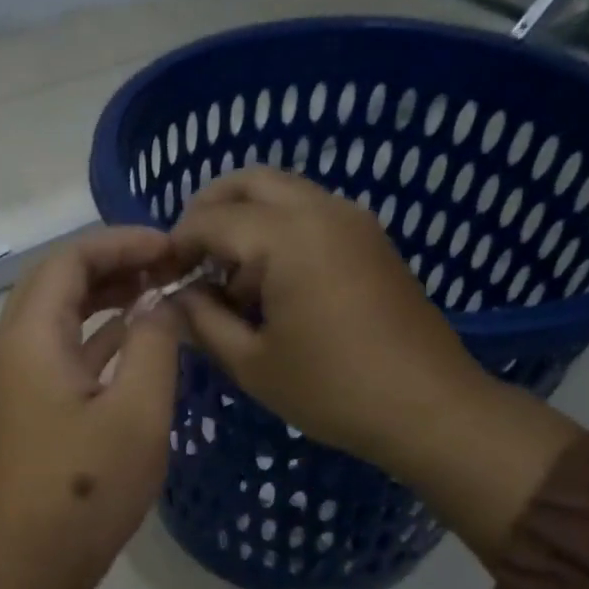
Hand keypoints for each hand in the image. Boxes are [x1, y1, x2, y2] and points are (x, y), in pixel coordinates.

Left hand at [0, 228, 184, 588]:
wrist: (31, 565)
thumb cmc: (87, 488)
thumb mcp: (137, 411)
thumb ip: (153, 344)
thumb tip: (160, 304)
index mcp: (30, 339)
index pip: (68, 260)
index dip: (121, 242)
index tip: (173, 247)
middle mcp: (12, 351)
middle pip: (56, 282)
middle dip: (113, 263)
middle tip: (168, 265)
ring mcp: (16, 383)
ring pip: (58, 318)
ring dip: (104, 298)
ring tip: (159, 291)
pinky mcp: (28, 411)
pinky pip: (61, 353)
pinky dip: (97, 337)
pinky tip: (136, 340)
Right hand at [171, 168, 581, 562]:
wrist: (428, 406)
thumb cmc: (331, 389)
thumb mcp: (250, 363)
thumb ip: (203, 321)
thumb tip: (176, 297)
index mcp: (286, 237)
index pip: (211, 219)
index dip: (176, 245)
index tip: (159, 278)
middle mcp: (321, 210)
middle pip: (249, 181)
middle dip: (208, 210)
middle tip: (187, 257)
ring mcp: (353, 221)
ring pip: (282, 193)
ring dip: (245, 220)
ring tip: (227, 279)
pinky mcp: (371, 240)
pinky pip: (310, 213)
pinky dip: (277, 230)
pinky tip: (269, 284)